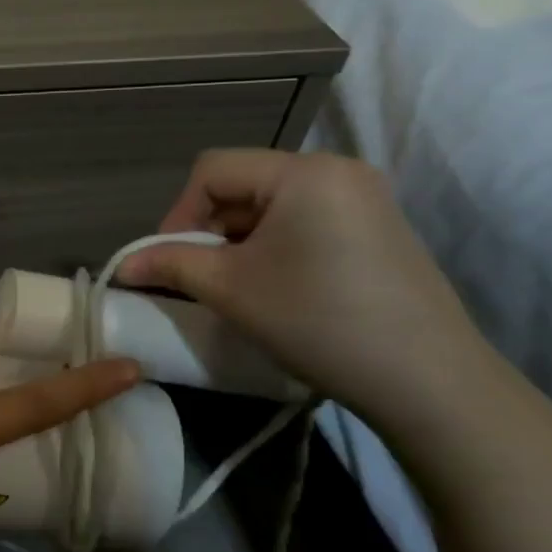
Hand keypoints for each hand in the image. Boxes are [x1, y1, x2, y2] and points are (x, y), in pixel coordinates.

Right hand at [118, 150, 494, 429]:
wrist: (429, 381)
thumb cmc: (318, 321)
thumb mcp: (231, 289)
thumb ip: (171, 264)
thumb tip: (123, 266)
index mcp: (303, 171)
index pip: (213, 170)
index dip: (178, 213)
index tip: (169, 262)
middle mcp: (338, 169)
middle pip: (245, 183)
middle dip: (209, 228)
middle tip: (197, 277)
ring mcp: (365, 198)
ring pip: (274, 204)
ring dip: (239, 239)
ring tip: (234, 285)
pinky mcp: (379, 228)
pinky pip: (306, 220)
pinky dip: (275, 245)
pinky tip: (277, 286)